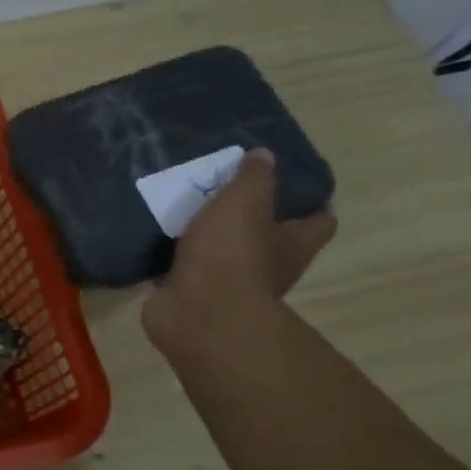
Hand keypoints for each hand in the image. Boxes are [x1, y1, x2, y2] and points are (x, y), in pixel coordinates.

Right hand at [142, 149, 335, 354]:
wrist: (196, 314)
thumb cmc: (232, 254)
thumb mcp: (244, 201)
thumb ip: (254, 177)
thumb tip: (265, 155)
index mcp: (293, 244)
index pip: (319, 220)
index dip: (312, 201)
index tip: (294, 181)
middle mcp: (268, 267)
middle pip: (268, 238)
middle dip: (249, 217)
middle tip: (224, 187)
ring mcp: (227, 285)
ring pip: (220, 253)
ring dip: (204, 236)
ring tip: (181, 205)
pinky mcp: (190, 295)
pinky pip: (181, 269)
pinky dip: (169, 257)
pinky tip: (151, 234)